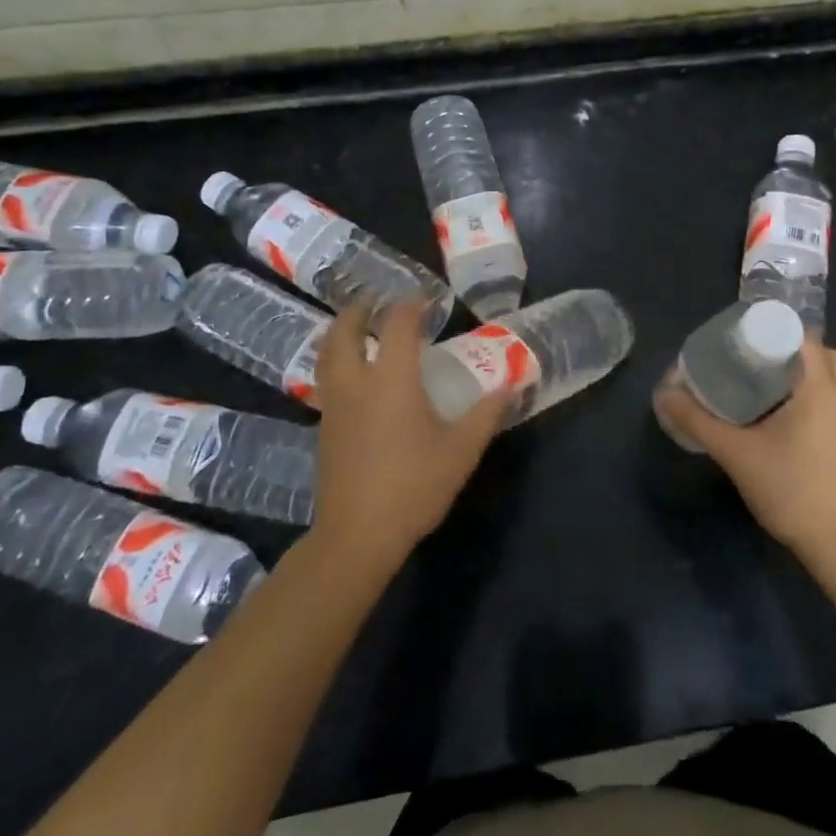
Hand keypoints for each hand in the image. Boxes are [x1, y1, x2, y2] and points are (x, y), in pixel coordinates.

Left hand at [310, 303, 509, 573]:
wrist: (357, 535)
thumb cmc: (413, 487)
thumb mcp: (461, 451)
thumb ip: (486, 414)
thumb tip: (511, 384)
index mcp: (392, 379)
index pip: (398, 325)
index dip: (412, 305)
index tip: (427, 300)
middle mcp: (357, 383)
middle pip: (345, 330)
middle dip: (360, 309)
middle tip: (377, 300)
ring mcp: (335, 405)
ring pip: (328, 355)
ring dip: (341, 332)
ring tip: (359, 328)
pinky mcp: (324, 428)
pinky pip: (327, 379)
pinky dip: (337, 361)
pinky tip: (355, 375)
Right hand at [654, 340, 835, 572]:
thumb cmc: (790, 489)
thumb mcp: (736, 453)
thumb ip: (698, 421)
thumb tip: (664, 396)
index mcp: (822, 389)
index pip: (805, 337)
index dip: (776, 331)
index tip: (747, 341)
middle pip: (826, 355)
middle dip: (794, 352)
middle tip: (758, 363)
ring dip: (810, 377)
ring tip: (771, 391)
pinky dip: (821, 401)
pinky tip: (793, 424)